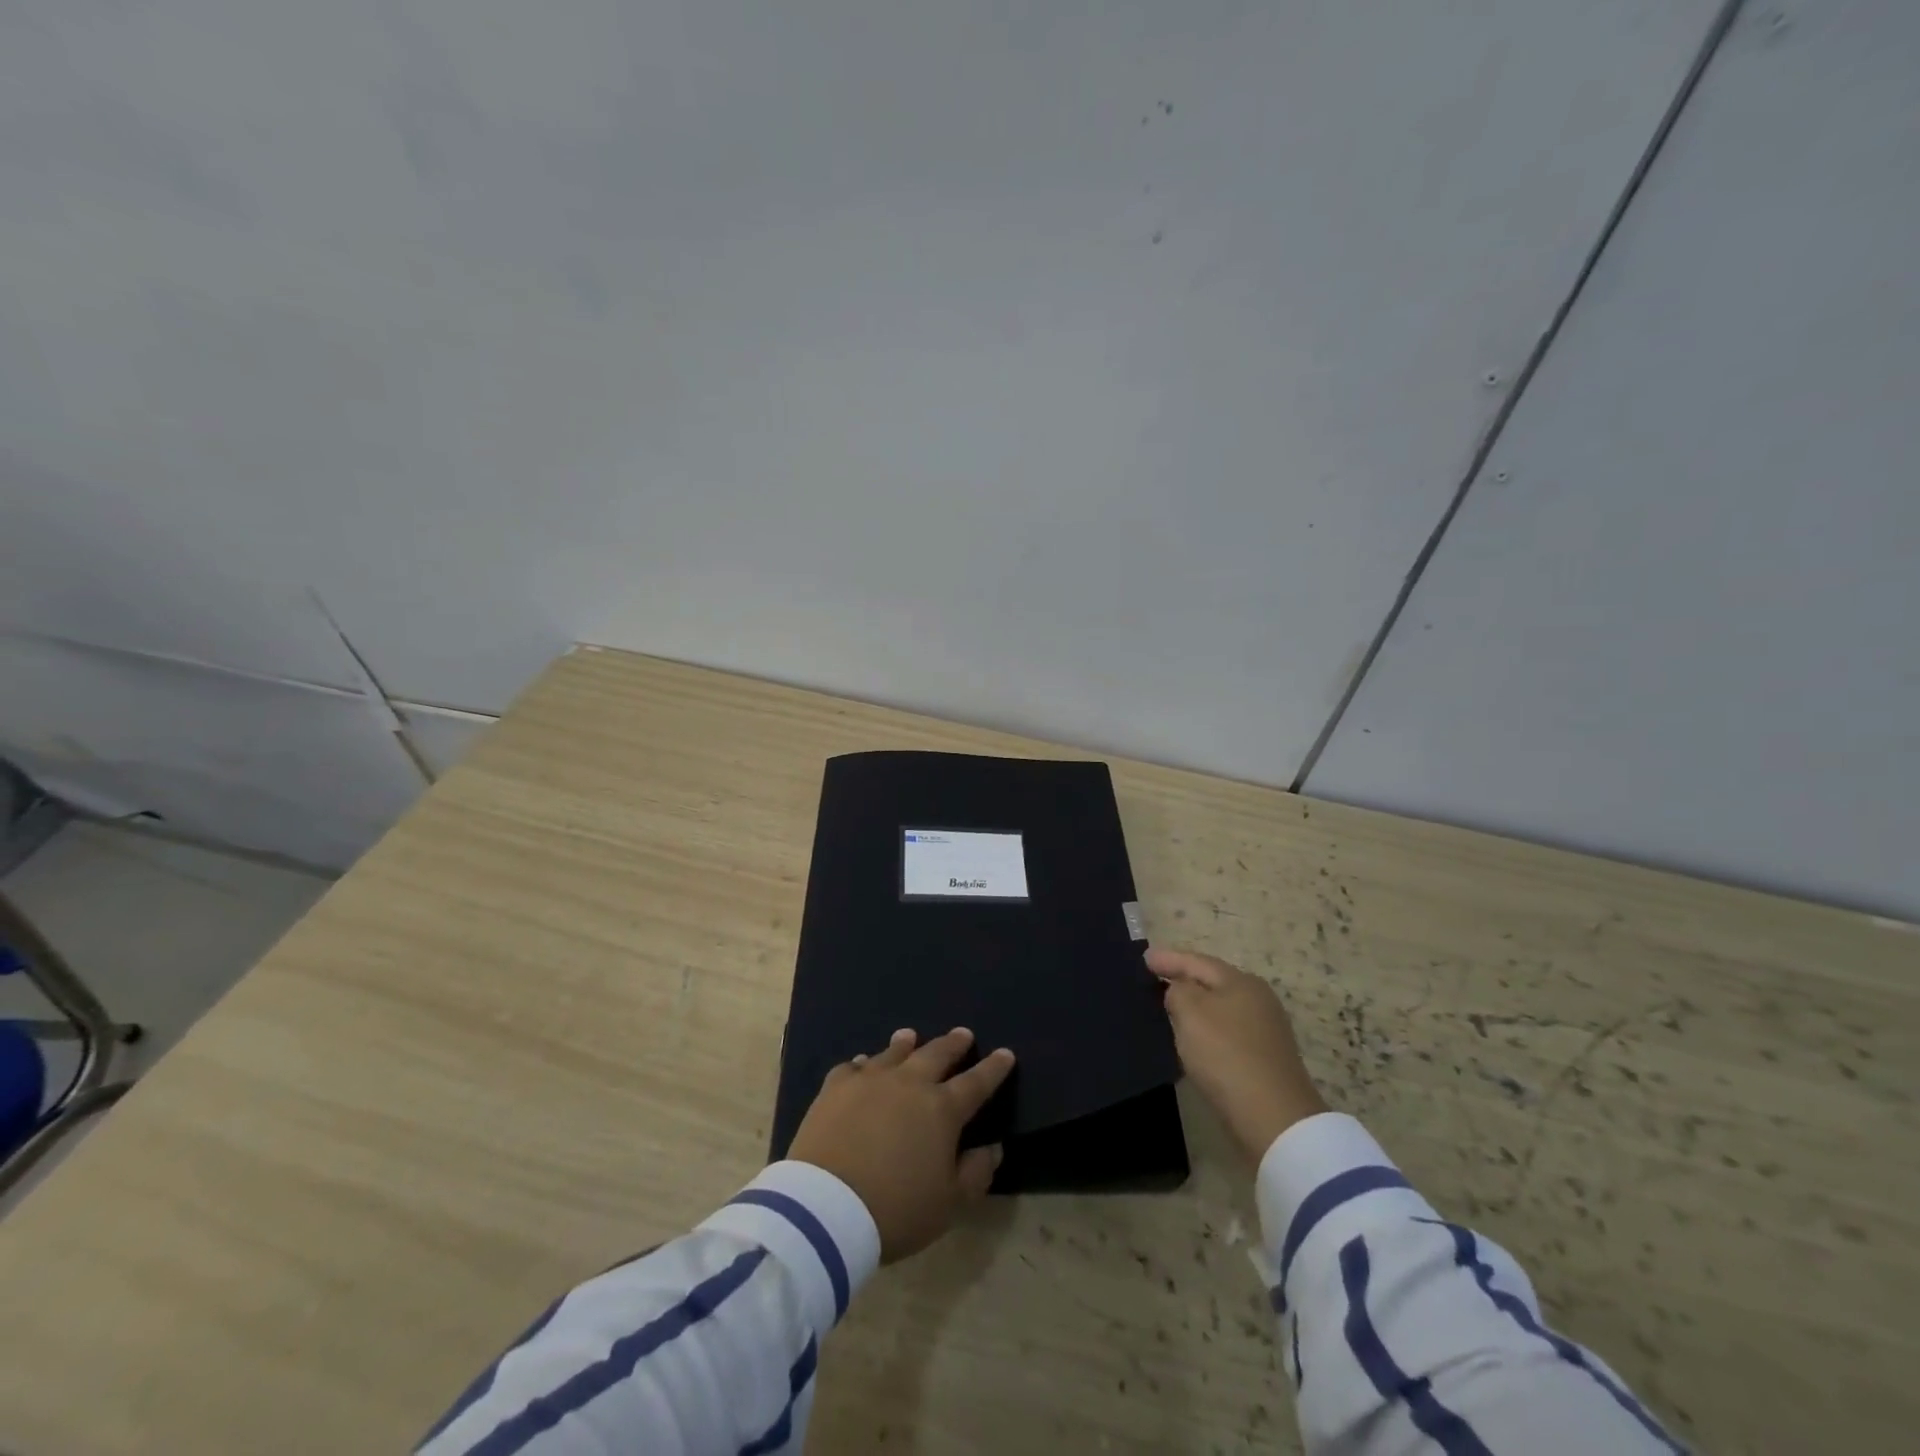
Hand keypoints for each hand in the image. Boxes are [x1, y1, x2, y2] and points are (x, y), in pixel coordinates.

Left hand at [788, 1028, 1015, 1262]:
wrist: (826, 1208)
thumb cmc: (896, 1210)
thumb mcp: (948, 1205)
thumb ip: (975, 1174)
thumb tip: (992, 1147)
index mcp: (942, 1110)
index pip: (976, 1082)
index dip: (994, 1068)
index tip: (1006, 1053)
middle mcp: (909, 1083)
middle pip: (936, 1054)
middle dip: (953, 1044)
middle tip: (963, 1034)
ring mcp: (870, 1080)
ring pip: (893, 1052)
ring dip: (907, 1043)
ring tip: (911, 1035)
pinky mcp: (835, 1087)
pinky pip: (852, 1067)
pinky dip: (862, 1064)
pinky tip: (861, 1064)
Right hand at [1149, 948, 1327, 1164]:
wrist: (1273, 1119)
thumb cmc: (1226, 1054)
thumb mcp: (1191, 1012)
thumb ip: (1178, 990)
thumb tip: (1180, 991)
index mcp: (1241, 981)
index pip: (1197, 961)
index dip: (1169, 958)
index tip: (1144, 958)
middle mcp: (1258, 999)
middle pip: (1213, 982)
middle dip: (1184, 979)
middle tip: (1156, 978)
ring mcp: (1265, 1030)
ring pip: (1220, 1008)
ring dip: (1195, 1006)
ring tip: (1169, 1007)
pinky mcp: (1265, 1059)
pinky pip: (1226, 1032)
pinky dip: (1206, 1029)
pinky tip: (1193, 1038)